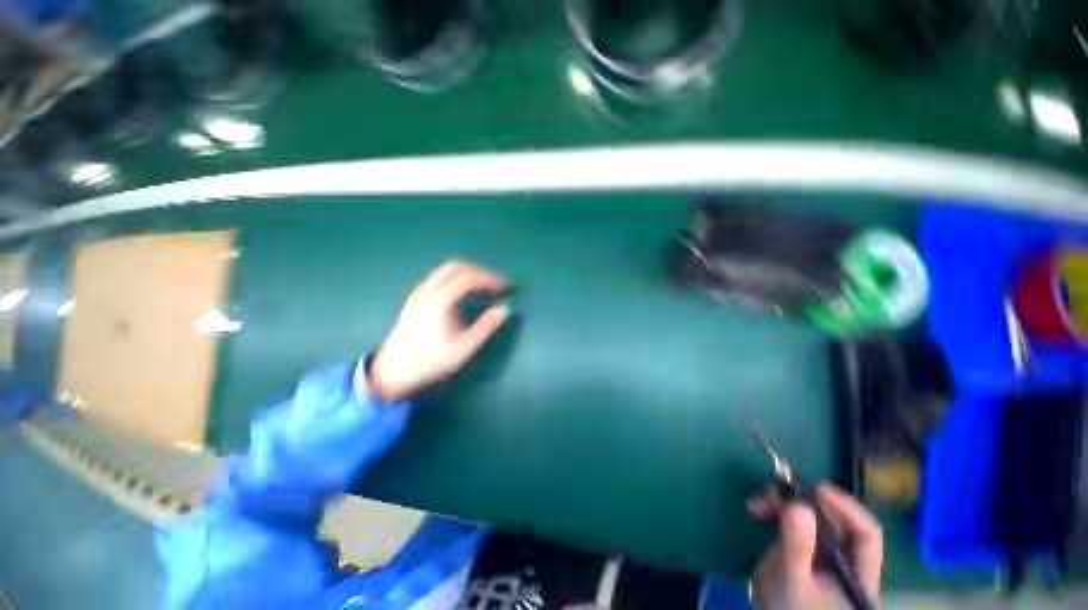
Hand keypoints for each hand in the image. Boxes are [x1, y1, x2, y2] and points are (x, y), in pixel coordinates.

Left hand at [367, 260, 510, 400]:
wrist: (392, 372)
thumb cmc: (431, 361)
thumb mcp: (464, 347)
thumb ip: (486, 326)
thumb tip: (505, 309)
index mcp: (440, 300)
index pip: (469, 277)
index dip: (490, 278)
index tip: (504, 286)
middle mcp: (427, 291)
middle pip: (456, 266)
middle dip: (479, 271)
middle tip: (494, 284)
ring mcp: (418, 294)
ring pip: (444, 270)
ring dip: (466, 273)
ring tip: (480, 287)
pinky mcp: (413, 300)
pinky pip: (436, 278)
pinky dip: (453, 279)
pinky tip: (459, 294)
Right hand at [749, 484, 882, 609]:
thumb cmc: (790, 609)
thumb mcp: (792, 579)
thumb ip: (798, 546)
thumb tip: (798, 505)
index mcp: (860, 574)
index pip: (866, 533)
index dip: (846, 507)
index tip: (817, 488)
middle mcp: (846, 561)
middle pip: (835, 522)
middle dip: (803, 502)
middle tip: (774, 491)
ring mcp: (823, 556)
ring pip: (811, 520)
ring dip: (783, 505)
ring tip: (756, 503)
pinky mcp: (803, 552)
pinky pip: (794, 524)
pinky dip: (776, 514)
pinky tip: (758, 511)